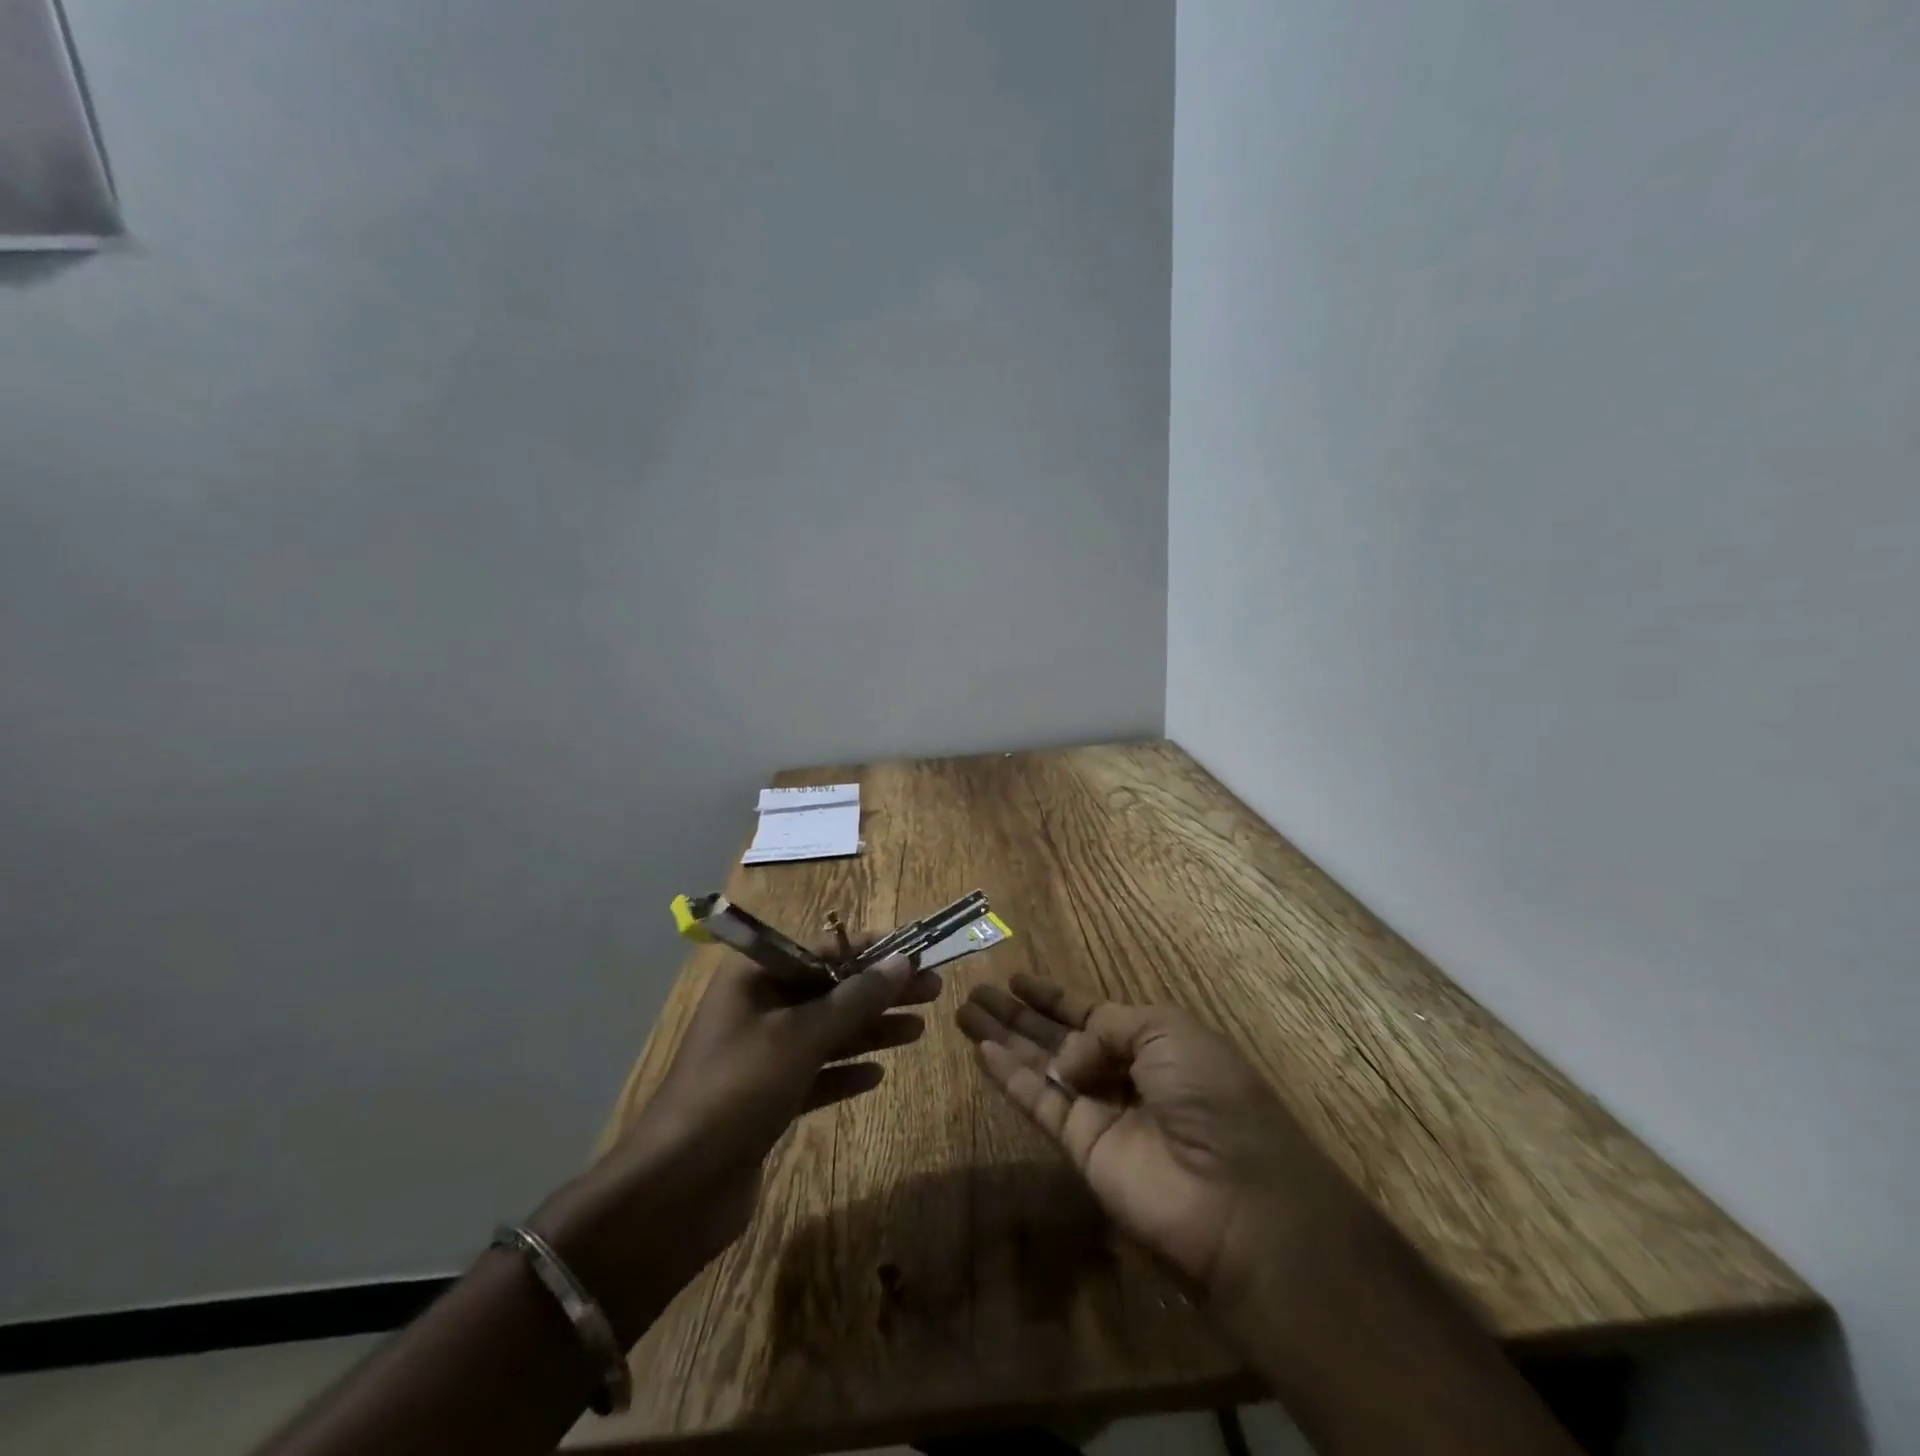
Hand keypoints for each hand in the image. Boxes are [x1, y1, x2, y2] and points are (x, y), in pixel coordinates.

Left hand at [538, 952, 940, 1338]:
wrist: (676, 1190)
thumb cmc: (738, 1090)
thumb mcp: (802, 1037)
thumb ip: (855, 999)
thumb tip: (903, 961)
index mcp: (754, 979)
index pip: (822, 949)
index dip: (871, 951)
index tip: (916, 952)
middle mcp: (757, 1009)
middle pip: (830, 990)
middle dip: (879, 992)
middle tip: (932, 991)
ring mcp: (761, 1056)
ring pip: (827, 1032)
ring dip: (870, 1030)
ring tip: (919, 1030)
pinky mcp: (767, 1099)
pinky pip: (816, 1074)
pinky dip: (845, 1071)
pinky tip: (877, 1074)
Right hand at [956, 973, 1360, 1298]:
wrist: (1234, 1196)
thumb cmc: (1210, 1094)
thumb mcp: (1168, 1032)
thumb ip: (1109, 1028)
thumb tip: (1068, 1055)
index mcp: (1152, 1041)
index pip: (1091, 1012)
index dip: (1054, 996)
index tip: (1017, 977)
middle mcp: (1122, 1072)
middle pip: (1057, 1036)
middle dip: (1018, 1013)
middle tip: (976, 990)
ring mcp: (1099, 1111)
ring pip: (1040, 1065)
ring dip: (1003, 1038)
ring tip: (964, 1011)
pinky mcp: (1080, 1147)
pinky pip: (1038, 1102)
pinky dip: (1008, 1078)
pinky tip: (981, 1050)